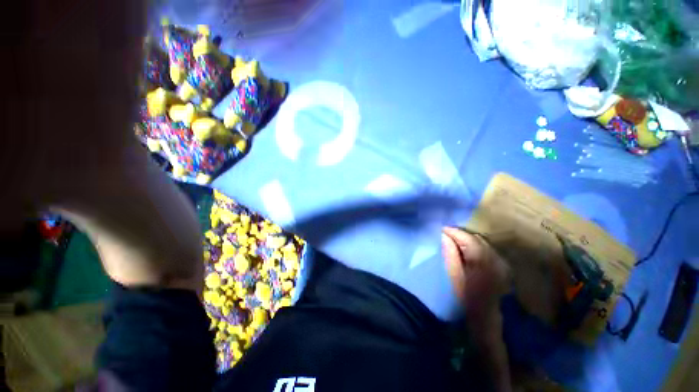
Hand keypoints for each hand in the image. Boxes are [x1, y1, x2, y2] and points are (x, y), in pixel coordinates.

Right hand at [441, 227, 510, 317]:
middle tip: (444, 236)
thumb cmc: (466, 301)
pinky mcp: (502, 269)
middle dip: (459, 235)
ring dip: (466, 241)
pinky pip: (486, 251)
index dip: (452, 232)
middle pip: (475, 238)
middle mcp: (496, 258)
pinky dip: (474, 248)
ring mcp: (501, 263)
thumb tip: (444, 236)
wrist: (486, 323)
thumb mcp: (454, 277)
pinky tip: (465, 253)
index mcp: (484, 260)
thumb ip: (450, 254)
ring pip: (481, 243)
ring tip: (452, 243)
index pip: (466, 237)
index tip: (439, 230)